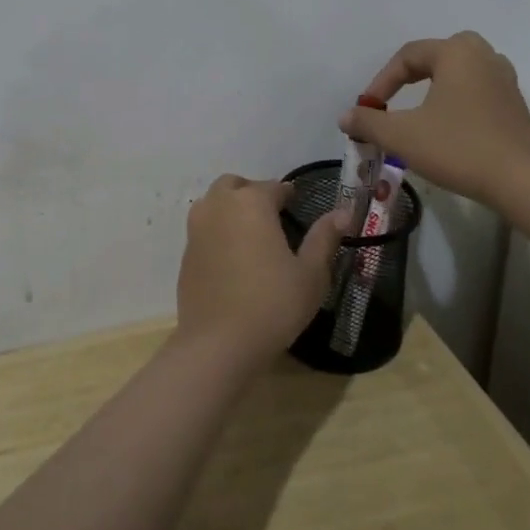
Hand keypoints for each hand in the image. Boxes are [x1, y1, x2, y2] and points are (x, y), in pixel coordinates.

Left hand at [175, 175, 347, 371]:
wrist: (218, 344)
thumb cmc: (273, 305)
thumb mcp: (310, 274)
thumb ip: (324, 238)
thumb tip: (343, 211)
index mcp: (252, 203)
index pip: (273, 186)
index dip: (287, 194)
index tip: (296, 203)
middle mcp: (219, 206)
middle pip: (235, 185)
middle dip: (253, 193)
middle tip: (272, 216)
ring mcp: (197, 228)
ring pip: (213, 202)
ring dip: (230, 207)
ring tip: (250, 233)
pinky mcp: (185, 253)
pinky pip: (203, 229)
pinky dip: (217, 231)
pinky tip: (232, 257)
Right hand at [340, 32, 529, 212]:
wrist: (522, 181)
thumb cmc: (458, 148)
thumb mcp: (402, 136)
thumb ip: (369, 122)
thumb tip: (346, 116)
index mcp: (456, 53)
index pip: (408, 56)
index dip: (382, 81)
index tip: (368, 109)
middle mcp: (483, 56)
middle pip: (439, 53)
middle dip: (412, 73)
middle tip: (396, 96)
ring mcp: (504, 79)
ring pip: (462, 70)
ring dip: (437, 84)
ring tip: (420, 108)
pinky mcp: (515, 104)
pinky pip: (478, 88)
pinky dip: (457, 98)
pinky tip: (449, 124)